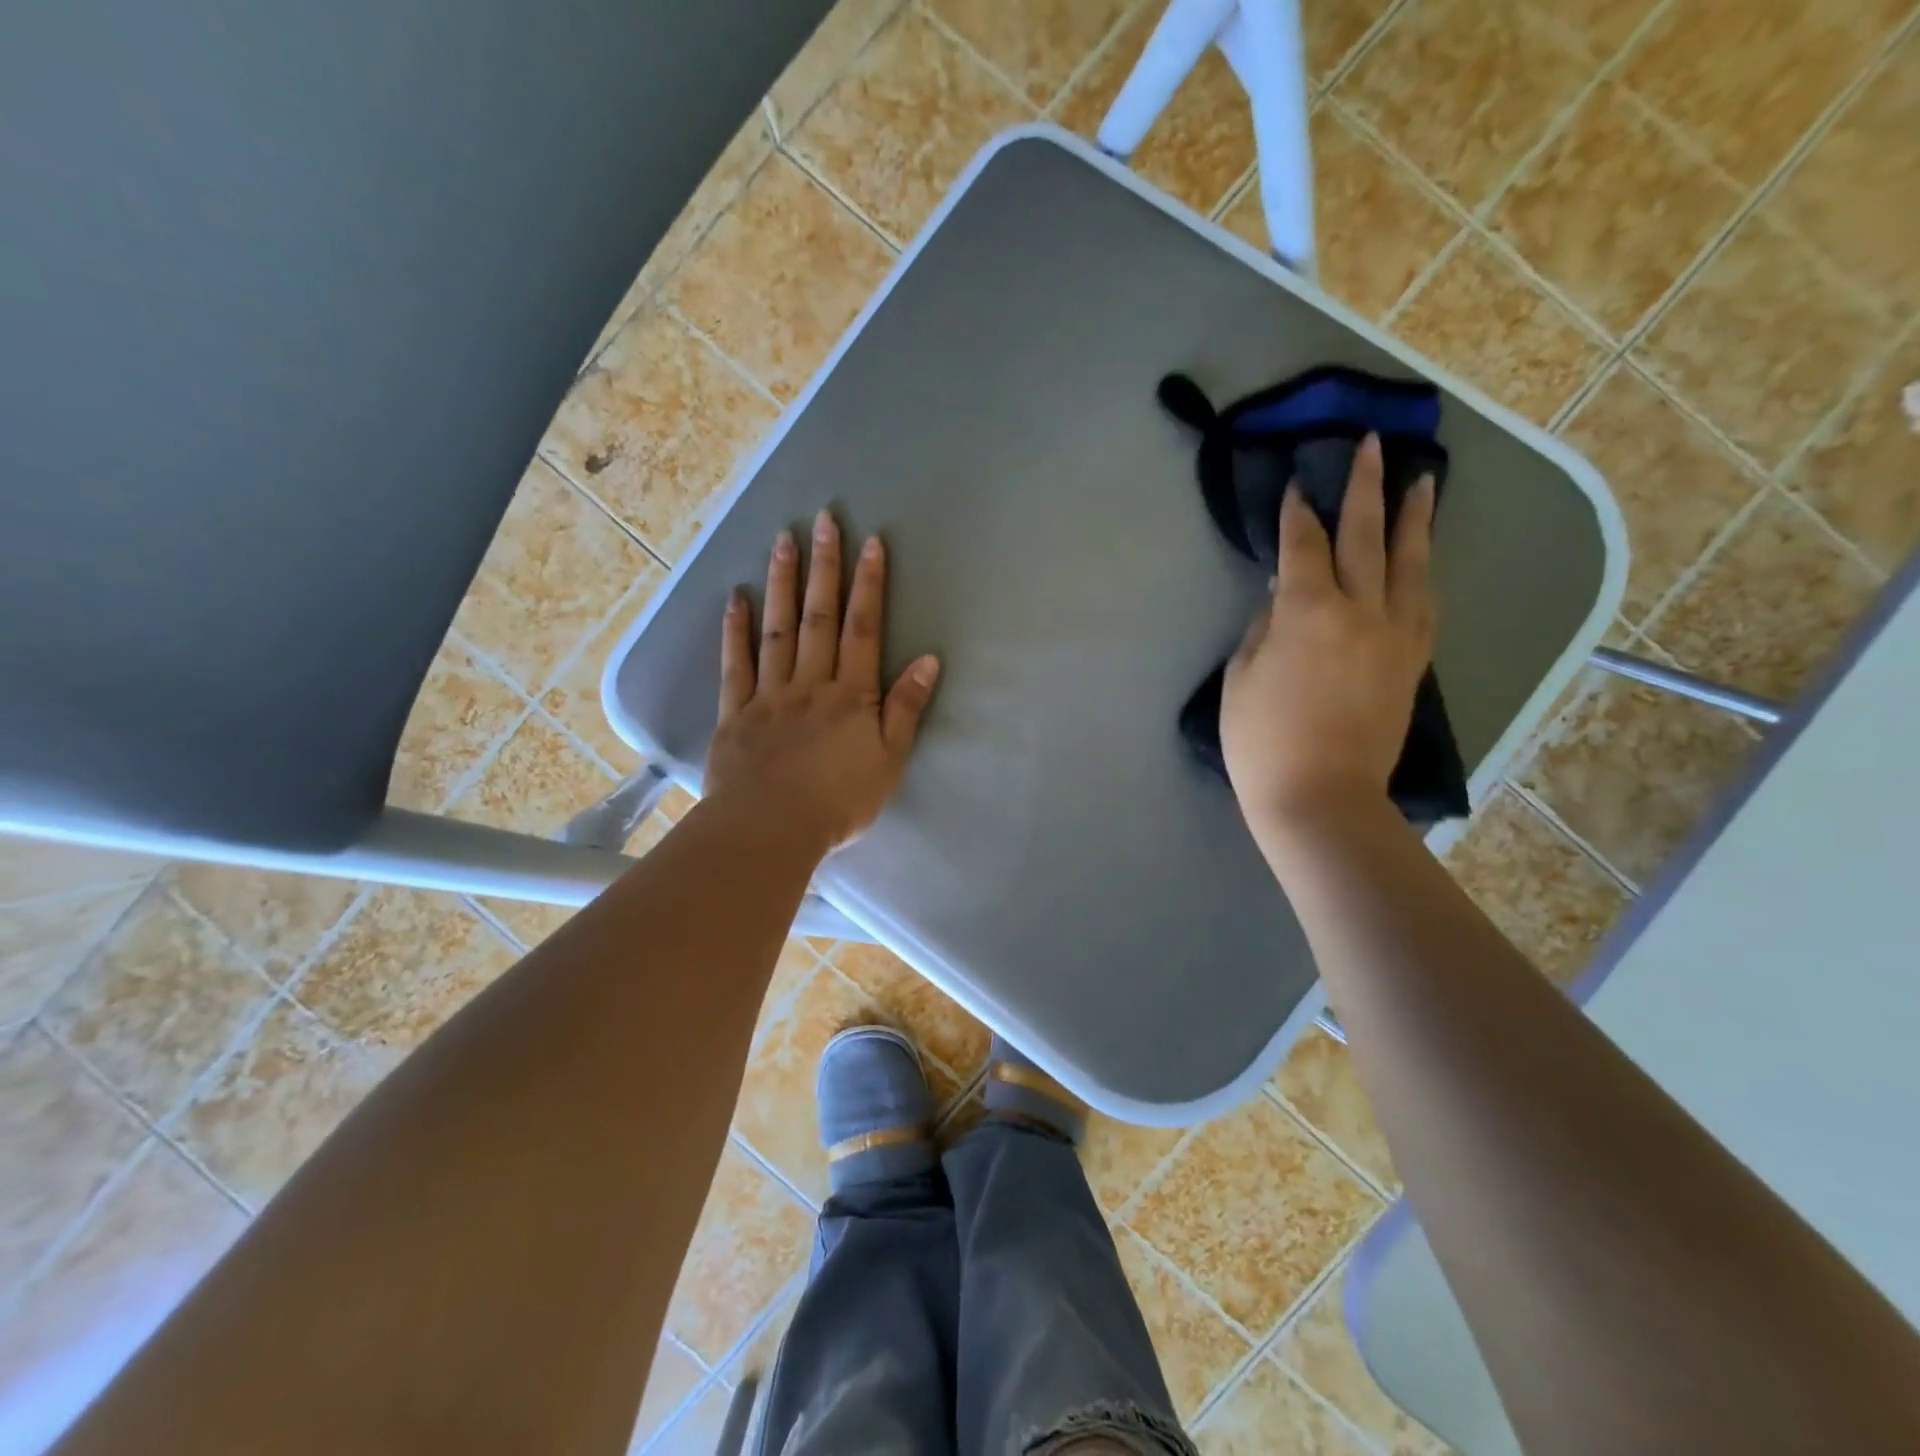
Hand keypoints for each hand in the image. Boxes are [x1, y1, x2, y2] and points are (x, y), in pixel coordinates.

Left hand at [704, 510, 940, 852]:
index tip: (870, 543)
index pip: (863, 629)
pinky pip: (735, 664)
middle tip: (823, 519)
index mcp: (851, 694)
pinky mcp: (736, 712)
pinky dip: (735, 630)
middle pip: (819, 617)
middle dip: (825, 567)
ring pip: (777, 629)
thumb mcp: (889, 760)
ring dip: (782, 583)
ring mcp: (769, 694)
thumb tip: (929, 660)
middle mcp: (810, 682)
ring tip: (783, 540)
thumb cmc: (839, 801)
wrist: (770, 829)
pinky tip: (736, 599)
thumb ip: (906, 709)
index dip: (869, 585)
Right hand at [1221, 433, 1435, 834]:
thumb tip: (1284, 597)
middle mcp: (1361, 611)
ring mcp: (1395, 636)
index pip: (1304, 546)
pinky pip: (1425, 603)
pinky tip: (1423, 558)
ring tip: (1423, 481)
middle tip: (1371, 446)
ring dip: (1414, 518)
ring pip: (1410, 562)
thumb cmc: (1262, 741)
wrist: (1321, 798)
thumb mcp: (1240, 678)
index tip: (1297, 484)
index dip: (1297, 513)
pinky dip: (1423, 571)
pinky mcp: (1412, 662)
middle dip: (1365, 487)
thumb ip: (1264, 627)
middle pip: (1366, 536)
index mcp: (1309, 612)